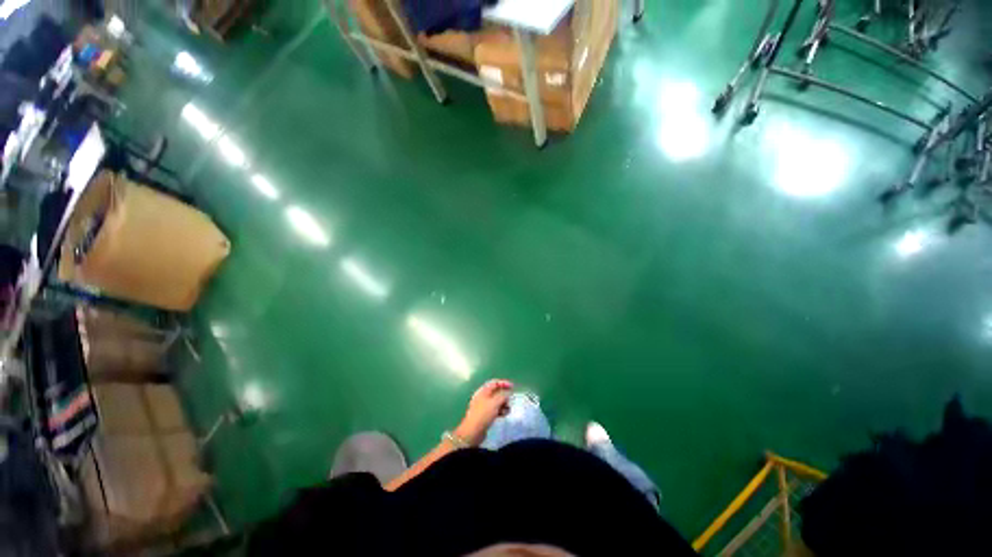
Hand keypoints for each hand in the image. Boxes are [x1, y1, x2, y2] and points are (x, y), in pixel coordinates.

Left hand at [454, 379, 513, 445]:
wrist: (473, 431)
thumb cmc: (483, 414)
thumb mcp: (495, 402)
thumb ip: (503, 396)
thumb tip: (508, 393)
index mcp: (483, 391)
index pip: (494, 383)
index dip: (503, 383)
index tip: (512, 386)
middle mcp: (483, 397)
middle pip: (496, 392)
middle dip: (504, 395)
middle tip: (511, 400)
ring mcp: (483, 406)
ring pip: (496, 402)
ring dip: (503, 404)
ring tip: (508, 409)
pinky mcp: (485, 415)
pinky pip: (495, 409)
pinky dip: (500, 410)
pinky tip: (504, 414)